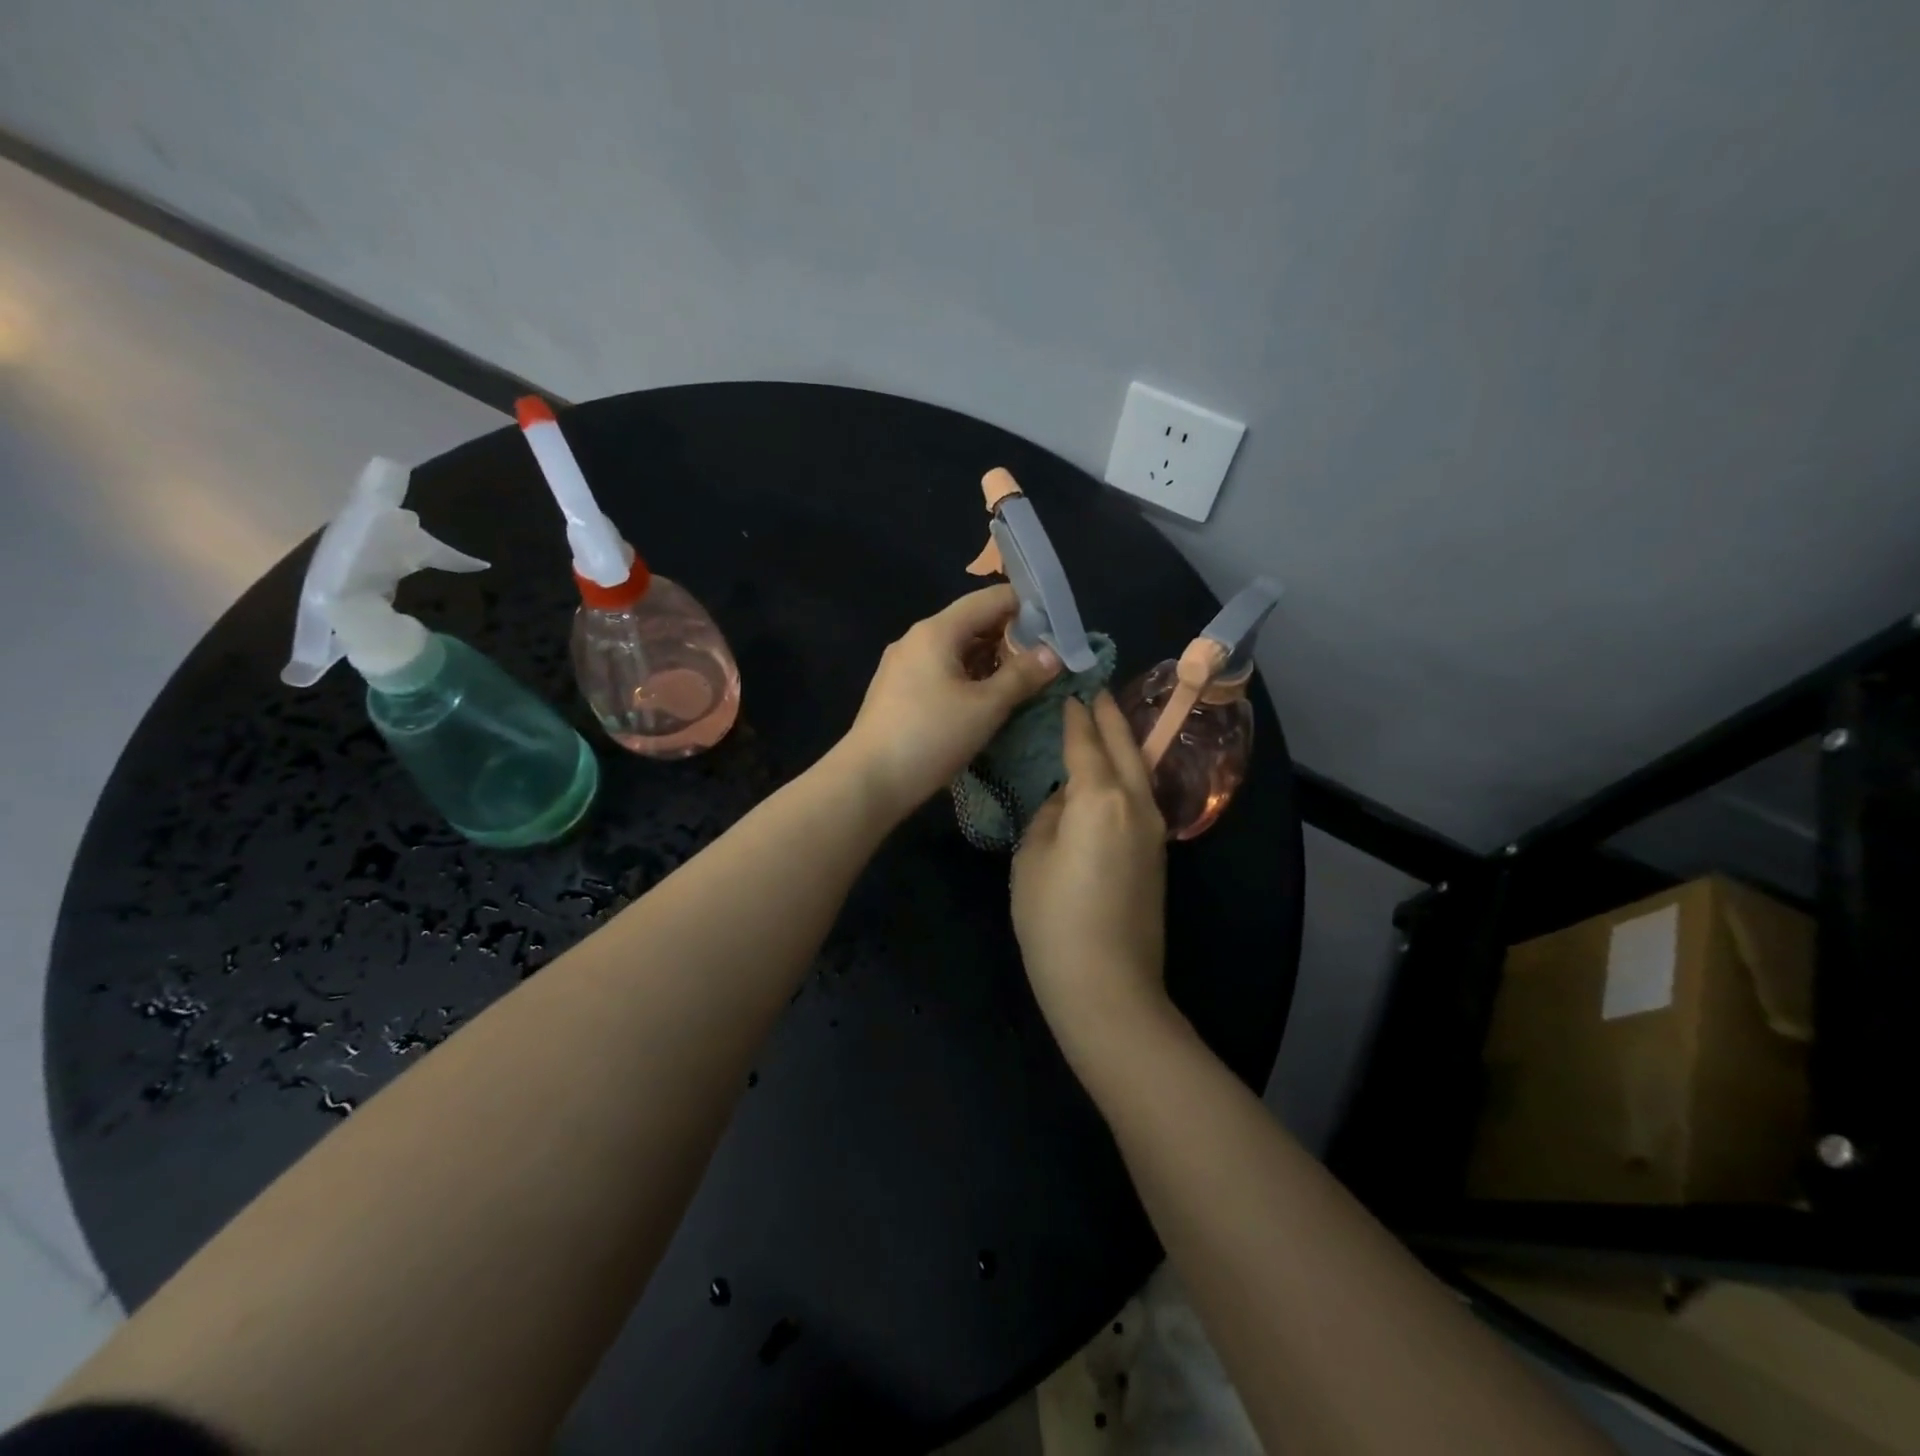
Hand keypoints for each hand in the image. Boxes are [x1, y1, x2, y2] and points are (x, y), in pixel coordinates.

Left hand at [840, 585, 1062, 817]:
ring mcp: (903, 665)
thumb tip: (1054, 653)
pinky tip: (985, 698)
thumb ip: (1022, 676)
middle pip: (972, 622)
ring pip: (956, 649)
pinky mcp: (898, 690)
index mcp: (937, 631)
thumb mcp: (986, 707)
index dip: (1027, 606)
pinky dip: (968, 675)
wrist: (868, 781)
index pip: (990, 599)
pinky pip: (941, 670)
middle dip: (1010, 636)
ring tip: (1023, 679)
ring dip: (990, 659)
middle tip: (1046, 657)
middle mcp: (916, 639)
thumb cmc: (930, 736)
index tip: (1057, 625)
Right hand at [1011, 693, 1169, 1065]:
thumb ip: (1049, 815)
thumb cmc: (1055, 919)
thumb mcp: (1033, 857)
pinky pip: (1141, 797)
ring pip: (1140, 771)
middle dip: (1110, 717)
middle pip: (1126, 747)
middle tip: (1095, 691)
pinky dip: (1127, 774)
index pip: (1087, 742)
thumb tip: (1066, 800)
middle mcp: (1136, 804)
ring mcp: (1153, 830)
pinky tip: (1109, 776)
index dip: (1075, 716)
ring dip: (1123, 744)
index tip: (1068, 691)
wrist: (1106, 985)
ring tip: (1104, 725)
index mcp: (1100, 797)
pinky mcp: (1157, 855)